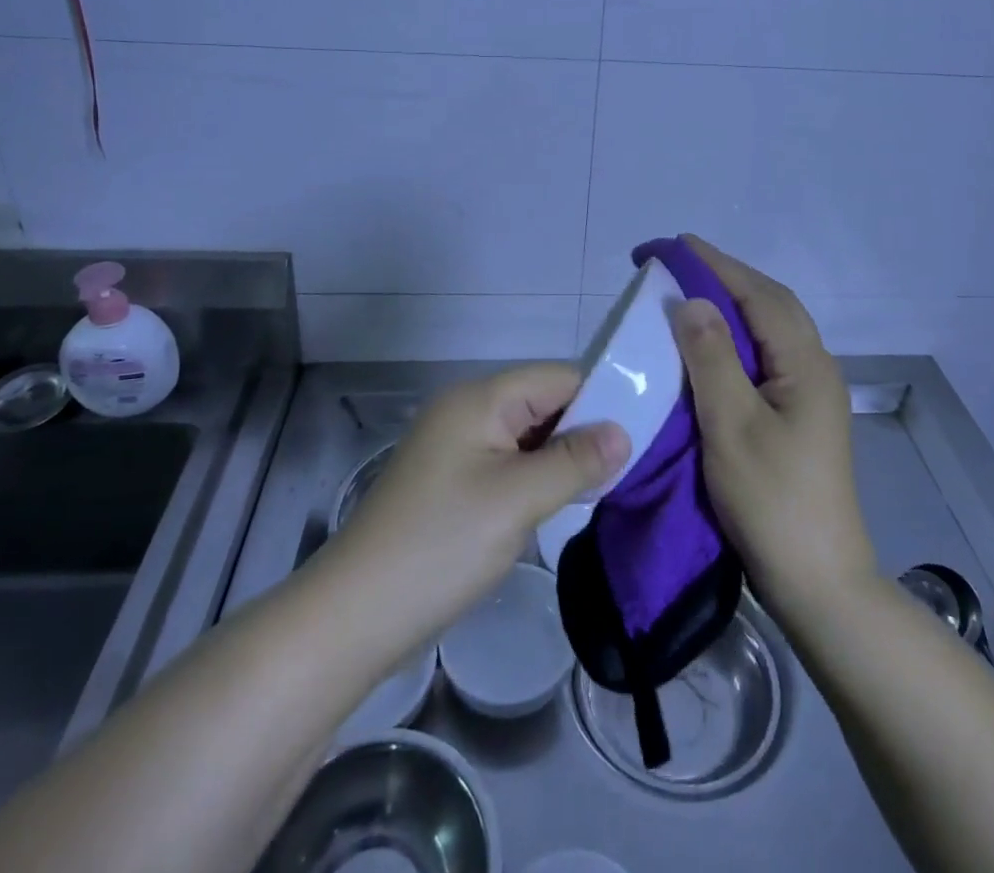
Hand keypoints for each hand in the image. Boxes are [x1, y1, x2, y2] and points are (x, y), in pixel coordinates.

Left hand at [328, 364, 629, 658]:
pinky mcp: (451, 480)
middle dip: (582, 432)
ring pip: (527, 436)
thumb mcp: (518, 500)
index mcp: (481, 398)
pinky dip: (535, 478)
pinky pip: (507, 462)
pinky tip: (556, 504)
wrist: (354, 615)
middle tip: (624, 471)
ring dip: (560, 459)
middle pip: (543, 403)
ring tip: (598, 490)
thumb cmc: (441, 545)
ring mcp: (456, 446)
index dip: (600, 400)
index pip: (558, 377)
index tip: (639, 437)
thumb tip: (623, 432)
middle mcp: (467, 410)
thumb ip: (574, 461)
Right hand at [673, 237, 877, 623]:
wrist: (819, 583)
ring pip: (770, 329)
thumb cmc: (773, 502)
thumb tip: (692, 301)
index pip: (758, 295)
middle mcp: (815, 368)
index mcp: (806, 364)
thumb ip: (712, 358)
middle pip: (771, 304)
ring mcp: (810, 393)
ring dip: (732, 305)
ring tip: (689, 295)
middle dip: (725, 277)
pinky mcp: (800, 416)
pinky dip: (736, 337)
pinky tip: (710, 347)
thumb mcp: (732, 425)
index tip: (674, 245)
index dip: (716, 265)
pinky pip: (766, 356)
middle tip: (677, 265)